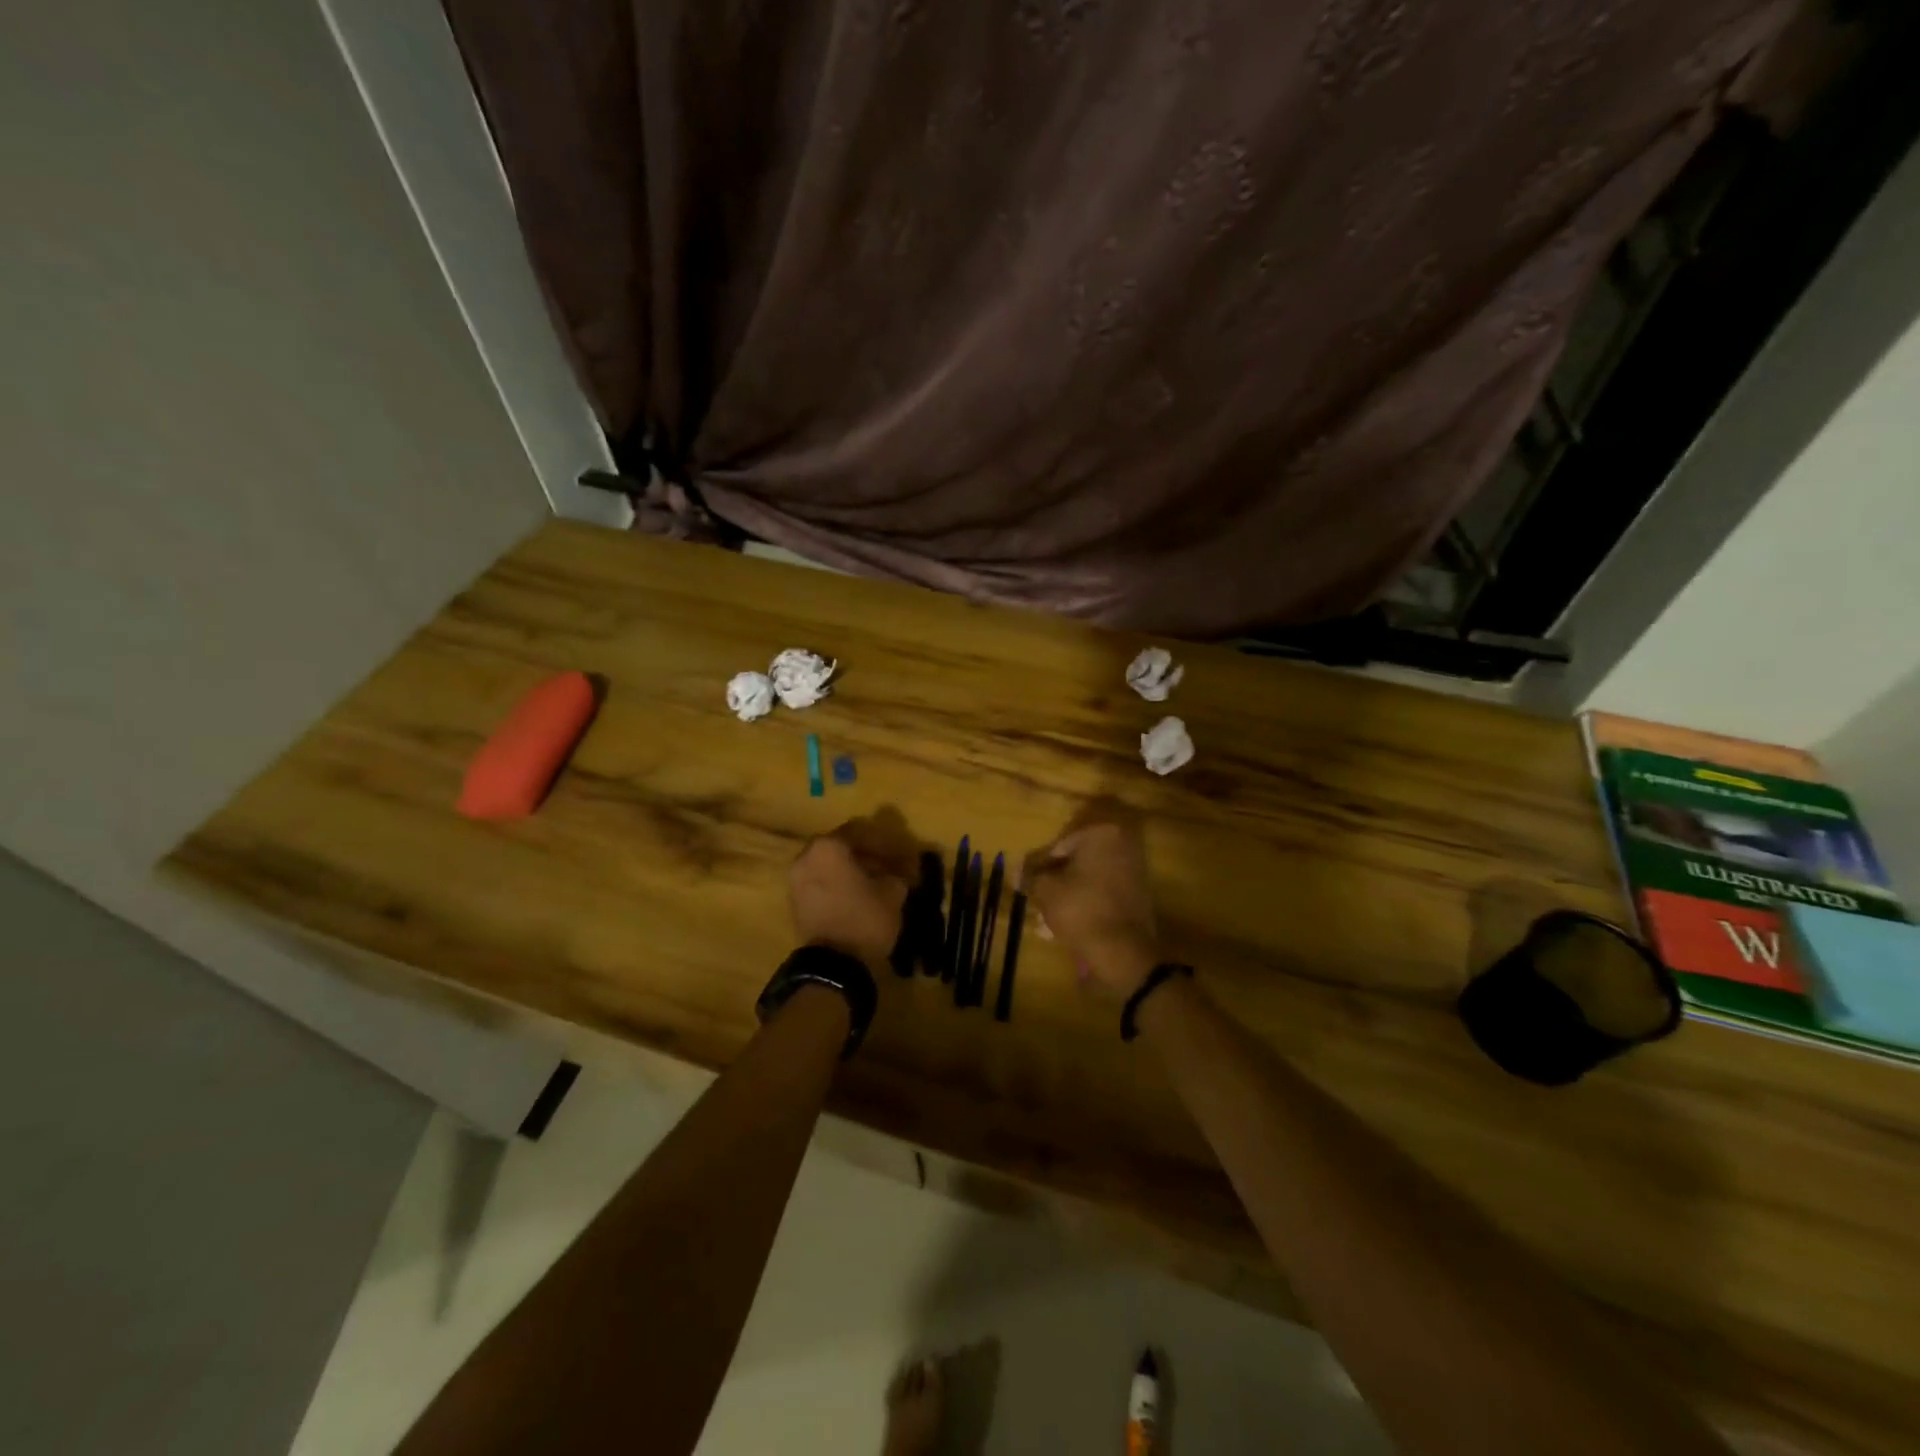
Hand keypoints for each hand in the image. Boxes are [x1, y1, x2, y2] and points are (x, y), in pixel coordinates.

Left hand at [789, 812, 917, 972]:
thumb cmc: (865, 918)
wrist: (833, 964)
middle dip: (865, 854)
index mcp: (829, 847)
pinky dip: (837, 884)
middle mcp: (807, 856)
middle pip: (841, 846)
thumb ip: (896, 874)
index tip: (901, 854)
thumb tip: (899, 872)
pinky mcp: (795, 901)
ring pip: (828, 865)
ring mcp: (796, 879)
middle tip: (887, 866)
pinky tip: (857, 896)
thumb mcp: (893, 892)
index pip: (860, 832)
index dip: (884, 843)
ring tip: (874, 883)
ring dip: (850, 870)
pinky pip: (820, 882)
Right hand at [1022, 804, 1160, 998]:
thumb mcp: (1045, 890)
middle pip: (1075, 862)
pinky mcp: (1138, 894)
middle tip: (1035, 903)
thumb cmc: (1080, 909)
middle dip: (1054, 883)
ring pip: (1088, 880)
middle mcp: (1121, 845)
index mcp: (1100, 834)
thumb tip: (1019, 871)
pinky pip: (1102, 893)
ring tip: (1044, 922)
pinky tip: (1064, 926)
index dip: (1038, 868)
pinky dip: (1084, 904)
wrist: (1123, 950)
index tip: (1026, 886)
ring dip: (1066, 896)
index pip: (1058, 847)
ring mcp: (1133, 870)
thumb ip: (1031, 875)